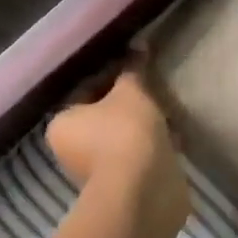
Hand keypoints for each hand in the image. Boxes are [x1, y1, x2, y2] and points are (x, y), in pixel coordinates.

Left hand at [47, 70, 189, 234]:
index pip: (86, 89)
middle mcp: (72, 150)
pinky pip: (138, 157)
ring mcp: (97, 171)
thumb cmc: (125, 133)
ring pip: (123, 137)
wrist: (143, 192)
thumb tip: (139, 46)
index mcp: (62, 124)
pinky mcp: (123, 186)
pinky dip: (154, 147)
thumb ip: (133, 69)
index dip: (113, 73)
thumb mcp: (131, 92)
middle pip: (104, 115)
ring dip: (144, 125)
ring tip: (169, 112)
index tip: (138, 66)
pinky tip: (174, 137)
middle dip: (130, 102)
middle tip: (154, 88)